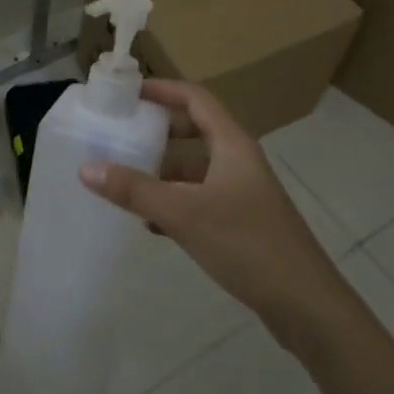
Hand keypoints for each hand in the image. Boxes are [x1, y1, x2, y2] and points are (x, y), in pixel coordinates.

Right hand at [80, 81, 352, 348]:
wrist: (305, 304)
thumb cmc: (246, 244)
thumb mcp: (184, 214)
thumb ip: (135, 191)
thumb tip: (87, 168)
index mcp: (232, 145)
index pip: (196, 99)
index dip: (163, 89)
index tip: (128, 92)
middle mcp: (239, 161)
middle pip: (196, 131)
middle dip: (159, 132)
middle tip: (122, 136)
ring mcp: (243, 193)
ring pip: (196, 170)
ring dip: (163, 172)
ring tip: (125, 182)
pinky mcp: (243, 222)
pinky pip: (201, 199)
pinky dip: (175, 202)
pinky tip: (151, 224)